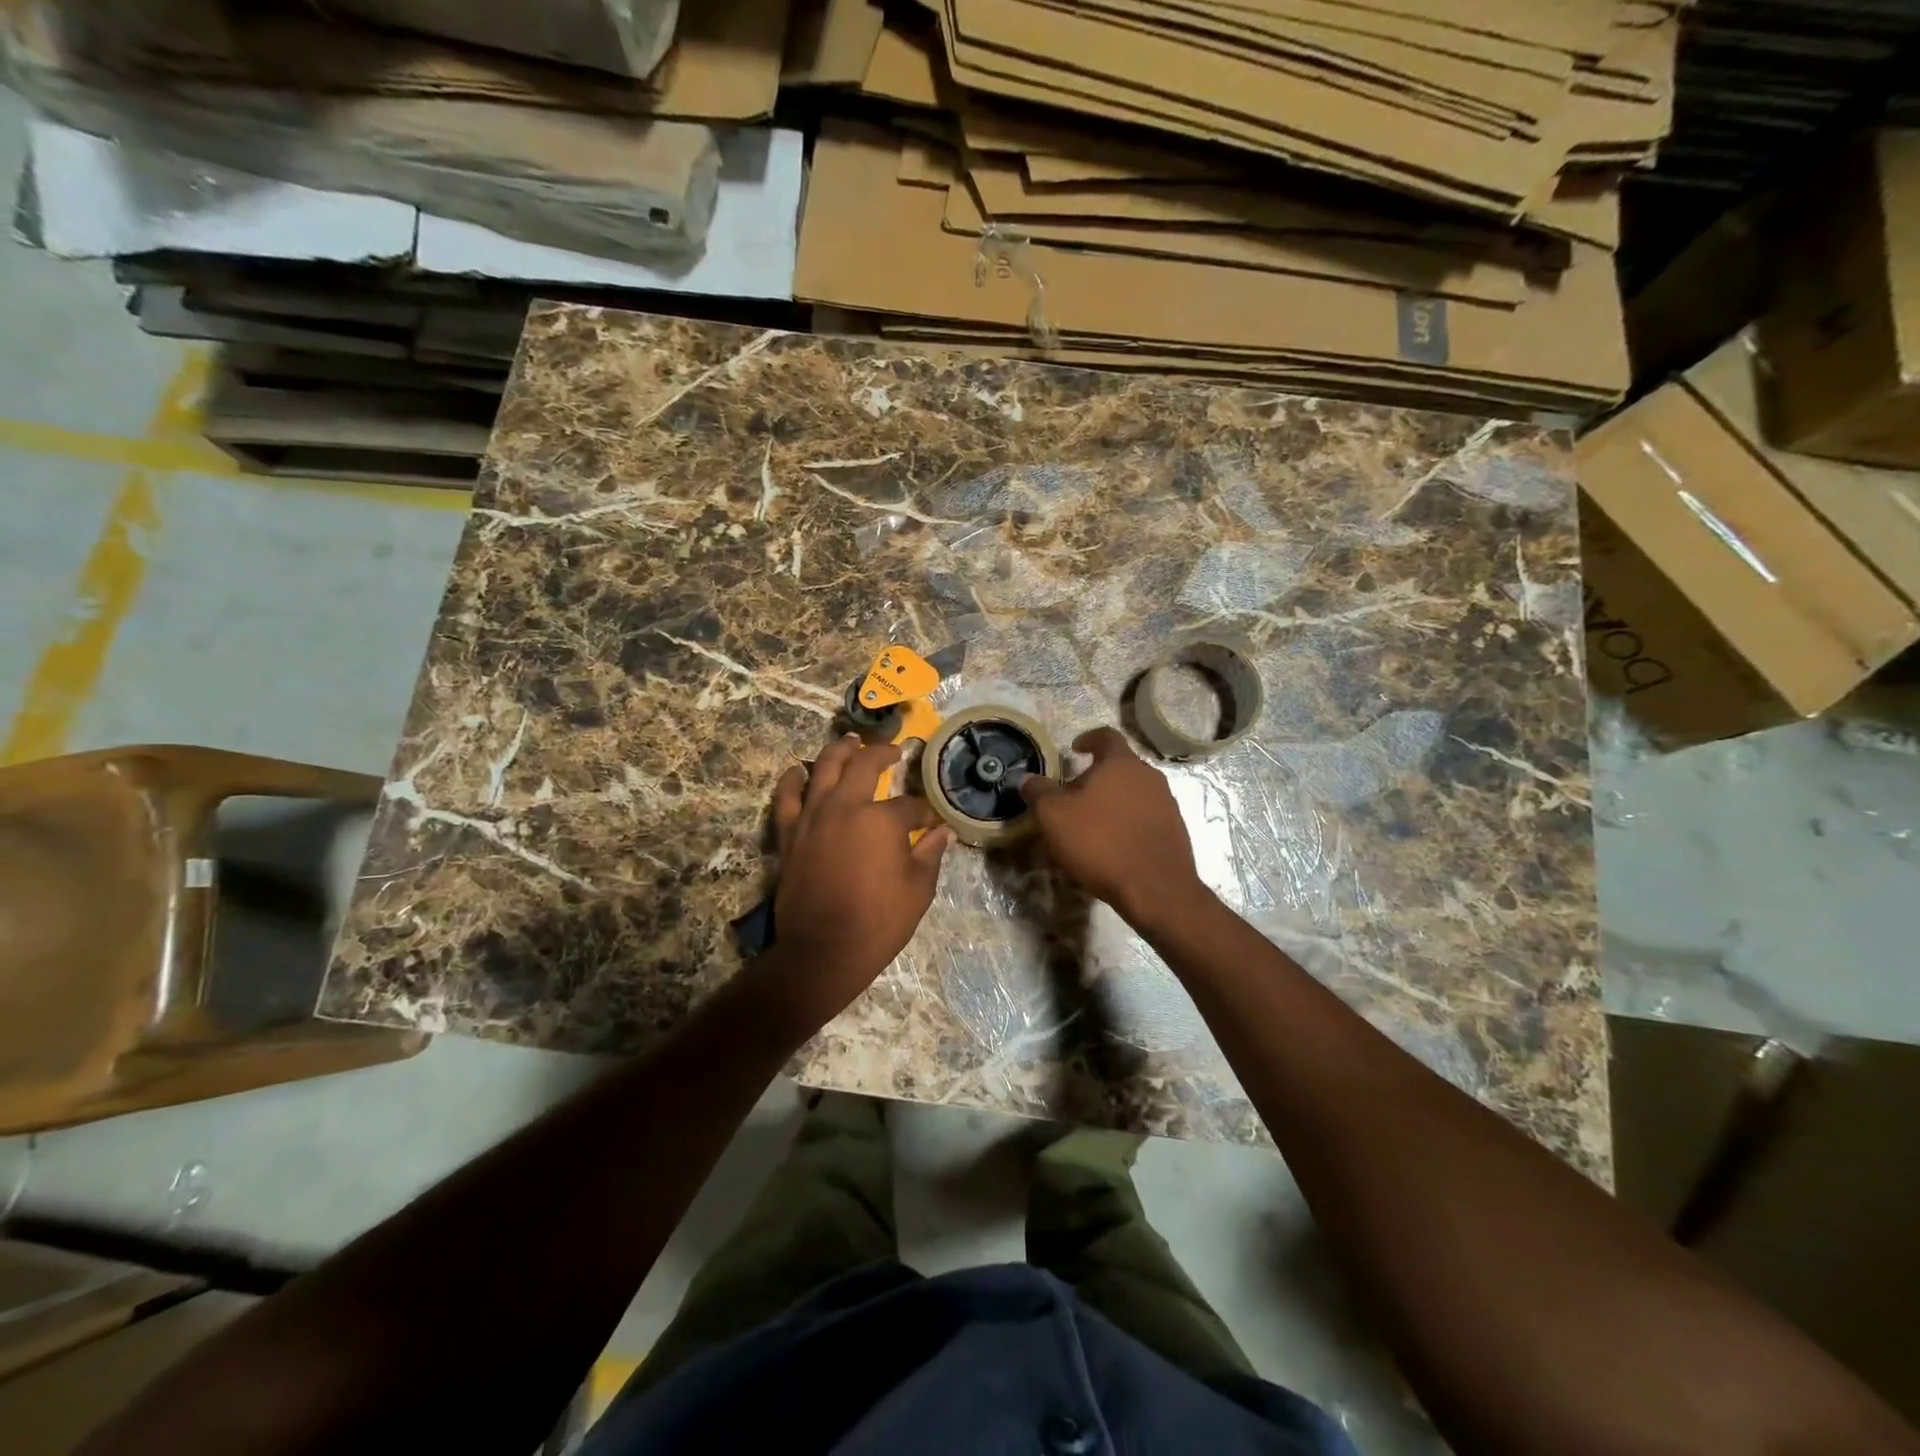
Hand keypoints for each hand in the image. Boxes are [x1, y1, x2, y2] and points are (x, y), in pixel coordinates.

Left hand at [761, 734, 952, 1024]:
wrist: (823, 951)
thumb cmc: (878, 923)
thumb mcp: (918, 890)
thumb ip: (930, 854)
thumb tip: (943, 832)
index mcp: (881, 820)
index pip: (909, 805)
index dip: (923, 811)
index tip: (930, 820)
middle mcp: (845, 807)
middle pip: (863, 766)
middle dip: (882, 753)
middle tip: (892, 750)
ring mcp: (813, 817)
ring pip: (824, 769)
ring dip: (839, 750)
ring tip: (849, 741)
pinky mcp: (790, 834)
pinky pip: (787, 797)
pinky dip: (793, 780)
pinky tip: (800, 769)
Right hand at [1018, 726, 1201, 925]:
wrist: (1154, 888)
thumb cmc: (1099, 842)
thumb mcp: (1053, 816)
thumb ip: (1038, 791)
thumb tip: (1027, 779)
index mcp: (1121, 763)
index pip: (1105, 736)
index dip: (1088, 739)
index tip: (1074, 749)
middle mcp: (1149, 776)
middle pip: (1119, 766)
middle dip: (1096, 777)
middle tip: (1073, 796)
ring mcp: (1167, 803)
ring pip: (1133, 793)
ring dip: (1112, 802)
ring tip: (1091, 824)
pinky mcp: (1175, 830)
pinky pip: (1145, 817)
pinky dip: (1127, 823)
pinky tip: (1112, 846)